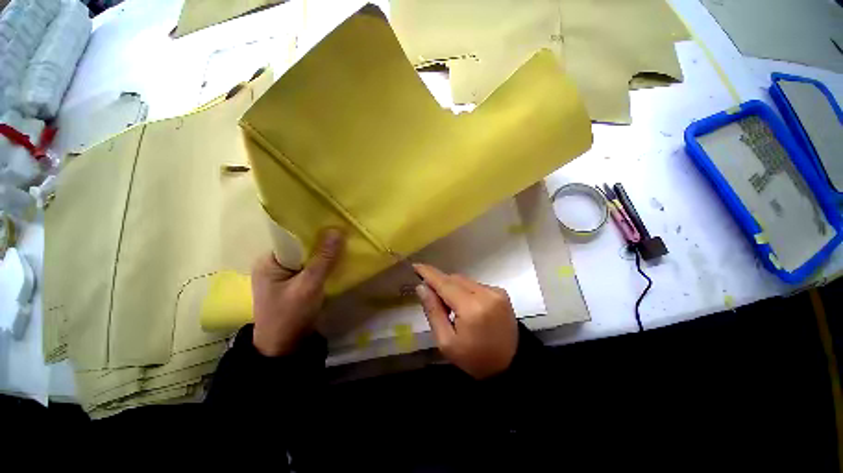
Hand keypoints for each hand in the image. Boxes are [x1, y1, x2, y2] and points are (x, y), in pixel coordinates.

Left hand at [251, 228, 344, 356]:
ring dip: (324, 252)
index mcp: (269, 260)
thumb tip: (337, 230)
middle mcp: (275, 263)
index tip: (335, 223)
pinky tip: (338, 259)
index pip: (291, 236)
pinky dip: (324, 263)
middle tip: (344, 232)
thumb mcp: (308, 286)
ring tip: (344, 242)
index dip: (313, 230)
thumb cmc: (290, 316)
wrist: (285, 348)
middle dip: (322, 241)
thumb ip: (323, 259)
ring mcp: (285, 274)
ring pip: (308, 256)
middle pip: (301, 246)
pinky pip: (311, 266)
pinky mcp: (295, 282)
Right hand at [413, 264, 517, 378]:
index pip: (445, 284)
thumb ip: (433, 311)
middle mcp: (485, 294)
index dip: (429, 274)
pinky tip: (465, 305)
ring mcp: (496, 291)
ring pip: (465, 280)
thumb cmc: (474, 358)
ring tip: (449, 305)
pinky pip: (475, 284)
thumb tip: (421, 287)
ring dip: (453, 287)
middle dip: (440, 283)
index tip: (416, 265)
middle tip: (431, 295)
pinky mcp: (501, 292)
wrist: (511, 365)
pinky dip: (465, 290)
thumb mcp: (446, 342)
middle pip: (455, 279)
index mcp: (471, 308)